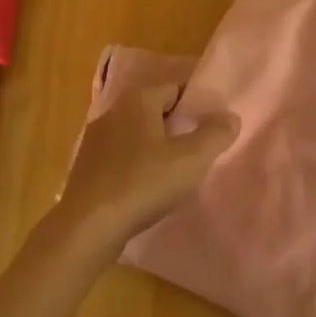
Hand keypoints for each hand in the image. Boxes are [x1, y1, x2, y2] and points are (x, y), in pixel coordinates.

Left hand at [59, 85, 237, 256]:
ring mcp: (94, 140)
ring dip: (155, 147)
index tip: (211, 125)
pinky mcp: (85, 168)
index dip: (196, 105)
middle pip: (155, 110)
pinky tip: (146, 189)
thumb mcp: (191, 160)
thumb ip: (215, 135)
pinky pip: (119, 157)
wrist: (87, 228)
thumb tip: (230, 117)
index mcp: (138, 100)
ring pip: (136, 135)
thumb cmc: (143, 184)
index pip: (175, 88)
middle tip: (197, 150)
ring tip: (174, 172)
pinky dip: (136, 166)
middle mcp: (113, 111)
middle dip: (176, 126)